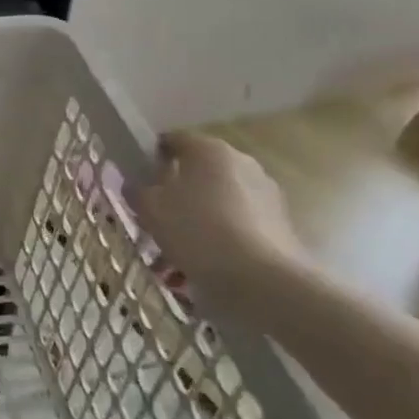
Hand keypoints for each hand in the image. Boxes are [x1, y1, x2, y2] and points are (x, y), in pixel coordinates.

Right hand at [133, 133, 312, 293]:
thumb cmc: (196, 230)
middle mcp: (242, 162)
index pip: (172, 140)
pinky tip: (204, 264)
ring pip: (219, 200)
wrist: (262, 279)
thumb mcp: (150, 208)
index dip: (151, 157)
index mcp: (208, 149)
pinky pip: (238, 223)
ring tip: (178, 251)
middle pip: (198, 171)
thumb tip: (137, 185)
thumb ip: (138, 190)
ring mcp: (266, 193)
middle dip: (177, 191)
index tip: (138, 181)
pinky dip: (220, 237)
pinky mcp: (281, 224)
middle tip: (156, 217)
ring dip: (199, 217)